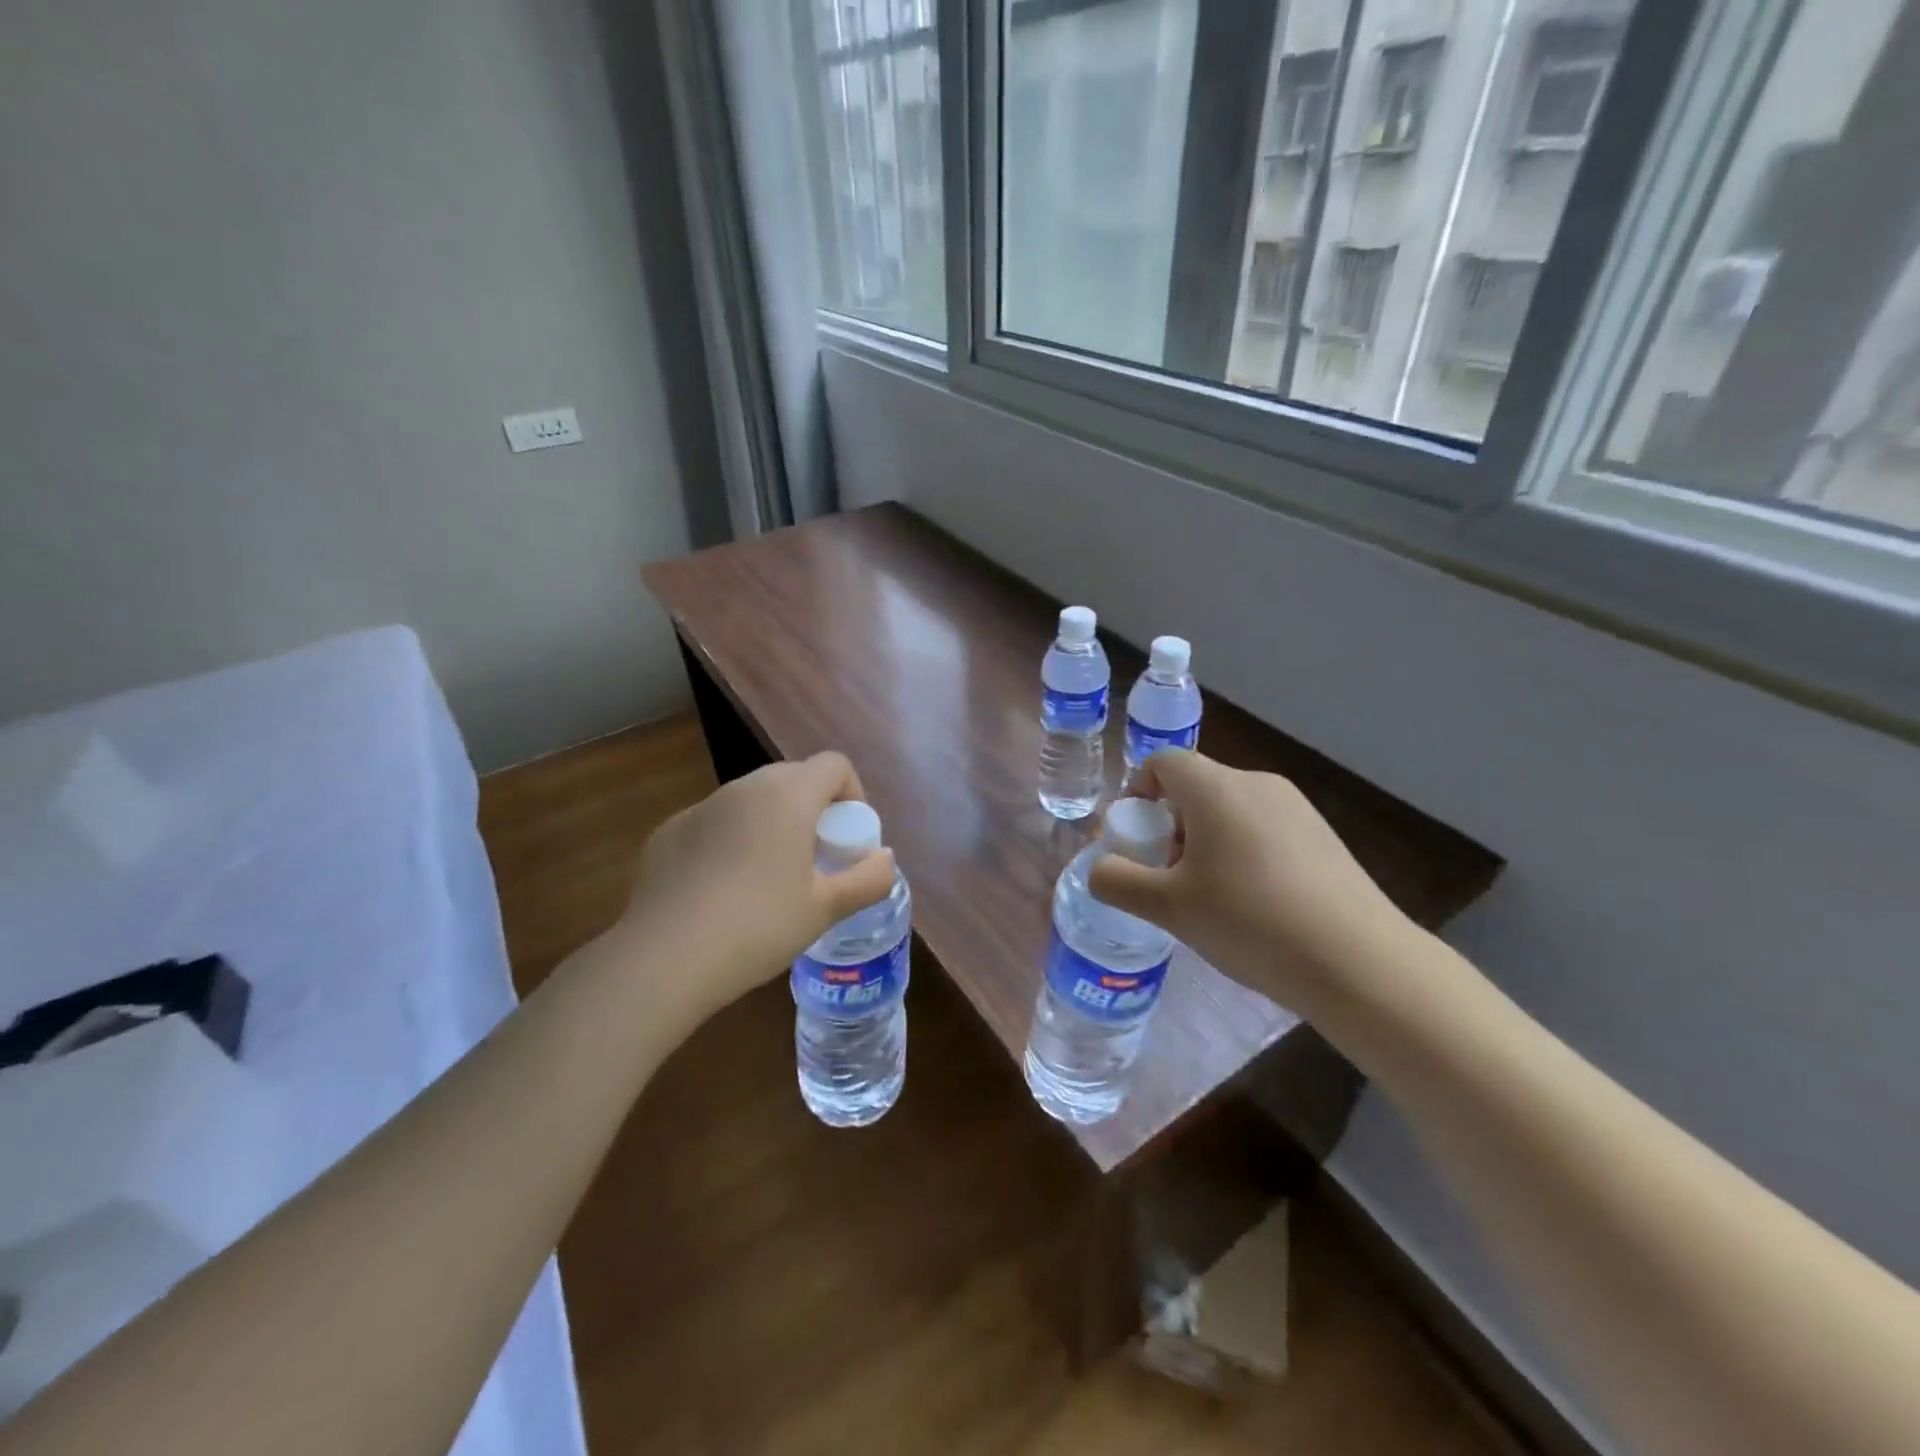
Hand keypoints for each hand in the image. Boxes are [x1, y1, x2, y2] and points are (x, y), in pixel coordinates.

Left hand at [616, 752, 896, 1019]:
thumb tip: (884, 859)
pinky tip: (722, 891)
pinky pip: (715, 823)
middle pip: (794, 778)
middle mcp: (744, 788)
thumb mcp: (826, 909)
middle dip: (814, 809)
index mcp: (788, 796)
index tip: (848, 839)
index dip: (853, 794)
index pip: (834, 764)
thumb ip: (868, 879)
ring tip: (770, 877)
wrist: (664, 960)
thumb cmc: (759, 927)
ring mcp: (701, 807)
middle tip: (816, 859)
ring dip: (772, 822)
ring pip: (752, 800)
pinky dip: (731, 840)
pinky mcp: (669, 832)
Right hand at [1089, 750, 1417, 1014]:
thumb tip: (1098, 869)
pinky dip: (1242, 851)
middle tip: (1166, 876)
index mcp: (1216, 788)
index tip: (1135, 837)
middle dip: (1169, 824)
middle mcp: (1257, 784)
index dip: (1138, 791)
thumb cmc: (1249, 922)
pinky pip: (1264, 828)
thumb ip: (1118, 882)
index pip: (1164, 763)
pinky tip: (1254, 905)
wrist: (1359, 961)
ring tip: (1209, 896)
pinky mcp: (1323, 836)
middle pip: (1196, 787)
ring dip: (1205, 840)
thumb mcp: (1168, 907)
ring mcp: (1297, 808)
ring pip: (1231, 809)